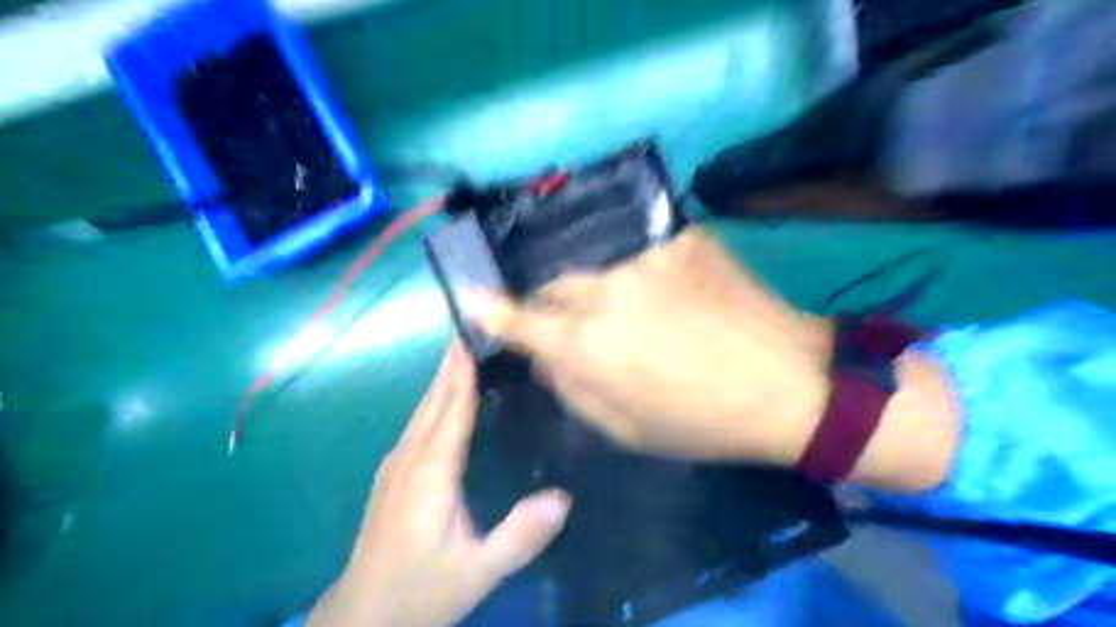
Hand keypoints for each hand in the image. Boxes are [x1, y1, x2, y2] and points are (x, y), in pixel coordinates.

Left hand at [309, 342, 574, 626]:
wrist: (360, 618)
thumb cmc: (420, 591)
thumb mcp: (478, 571)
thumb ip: (520, 536)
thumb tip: (564, 498)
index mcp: (431, 473)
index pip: (452, 410)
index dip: (463, 373)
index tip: (473, 337)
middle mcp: (409, 460)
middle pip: (432, 402)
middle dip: (449, 365)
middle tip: (470, 331)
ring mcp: (394, 468)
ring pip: (420, 412)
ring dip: (440, 381)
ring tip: (459, 356)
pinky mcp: (390, 478)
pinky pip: (415, 427)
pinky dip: (431, 404)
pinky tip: (440, 404)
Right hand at [467, 228, 826, 465]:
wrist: (785, 383)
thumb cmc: (700, 421)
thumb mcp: (623, 428)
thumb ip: (570, 387)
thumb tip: (540, 355)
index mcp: (588, 345)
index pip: (521, 319)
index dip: (494, 310)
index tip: (473, 298)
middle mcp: (606, 291)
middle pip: (554, 284)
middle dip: (554, 303)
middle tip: (579, 324)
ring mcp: (646, 256)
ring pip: (597, 266)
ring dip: (600, 288)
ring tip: (635, 311)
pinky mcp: (681, 237)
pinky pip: (642, 251)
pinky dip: (643, 271)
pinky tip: (671, 292)